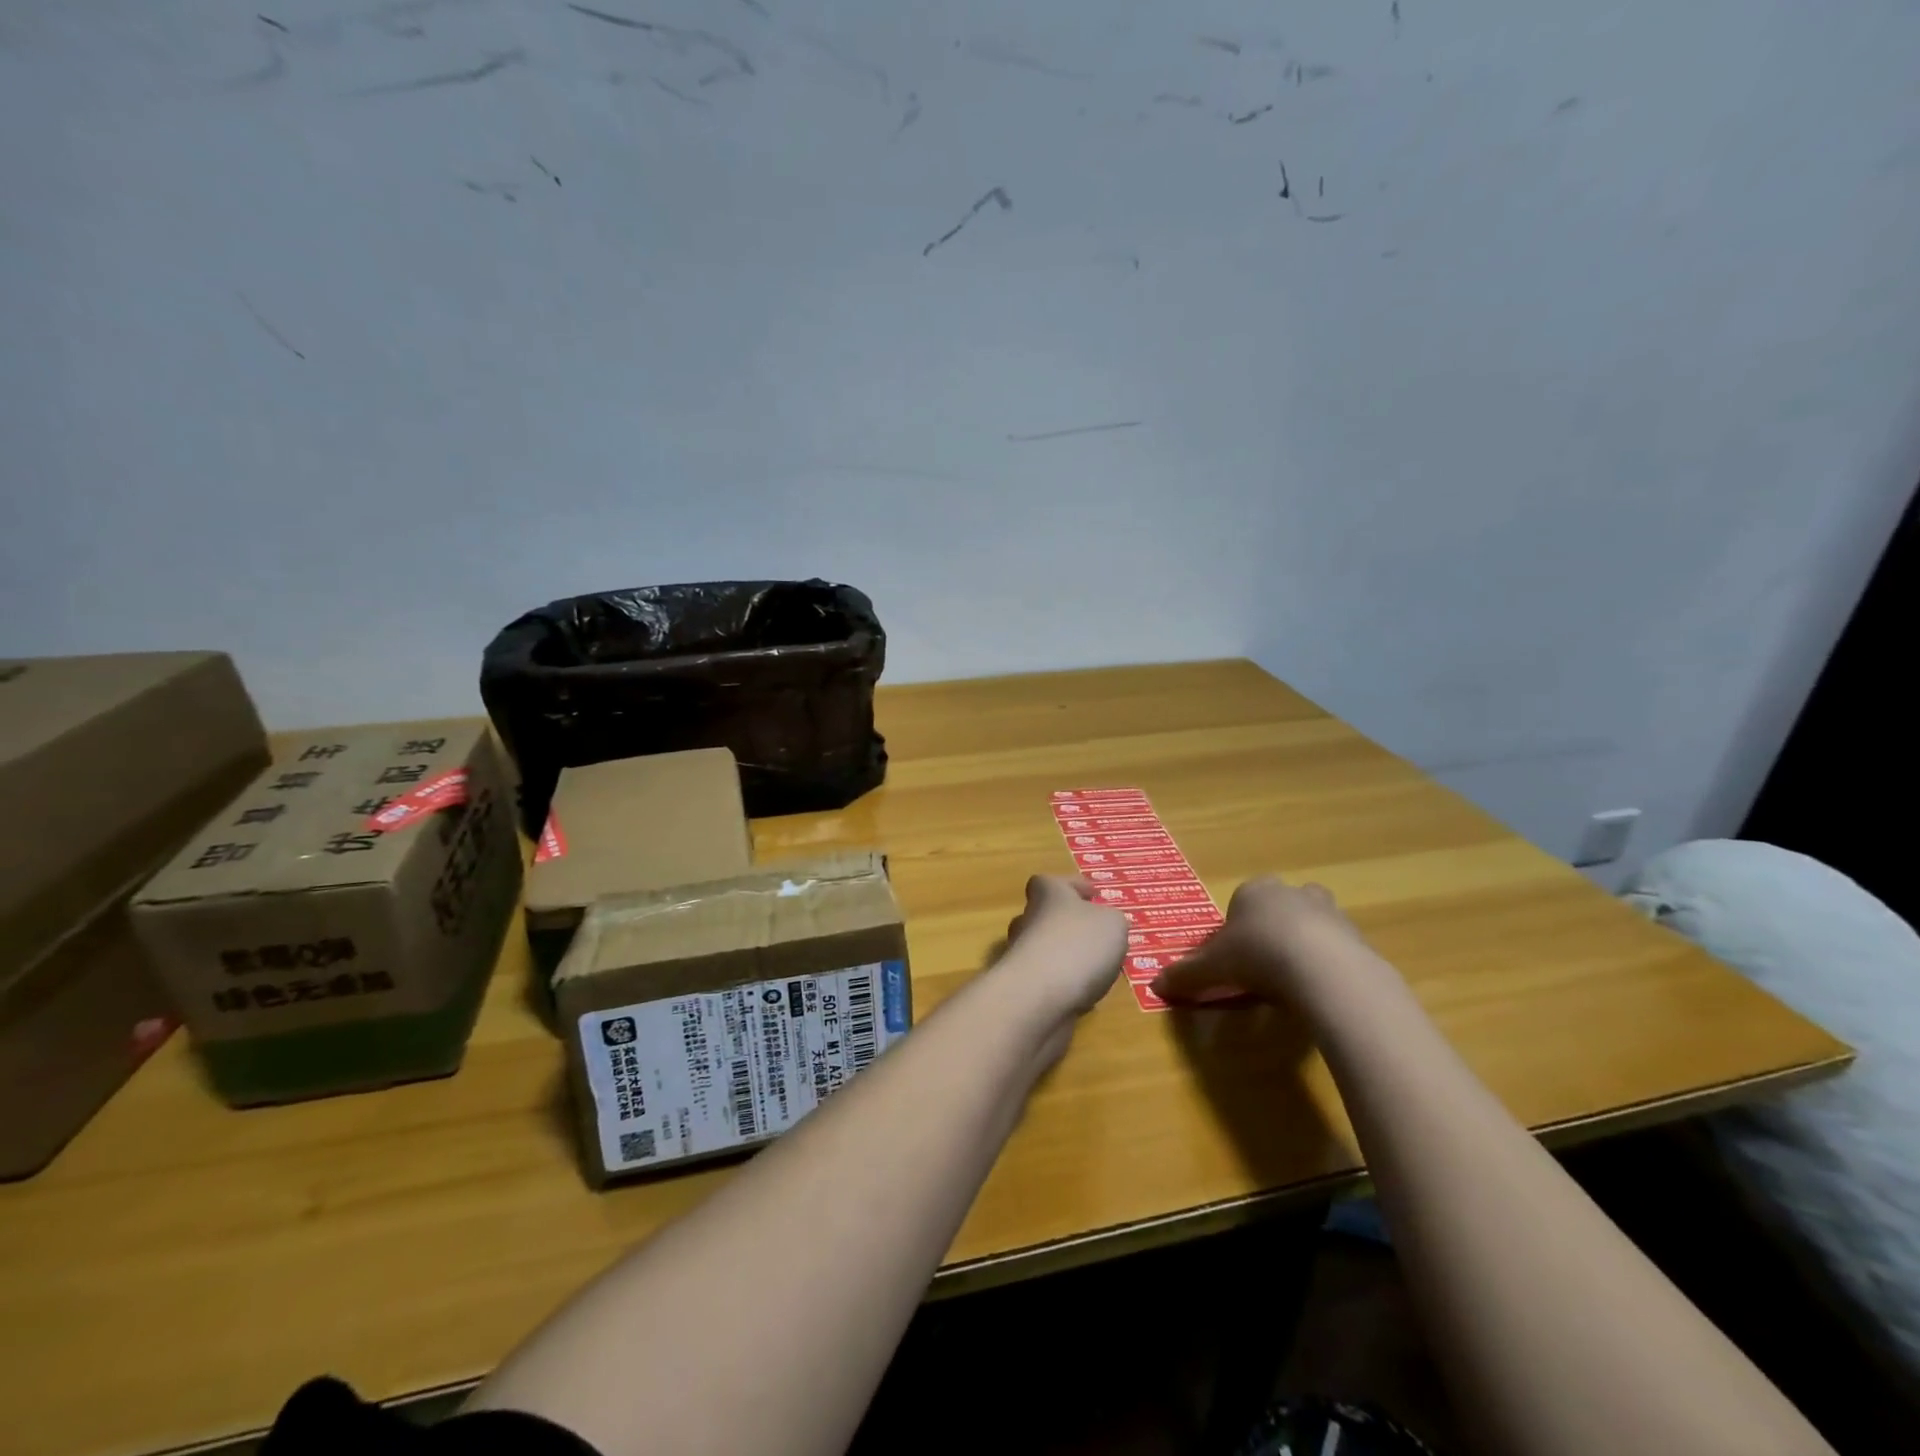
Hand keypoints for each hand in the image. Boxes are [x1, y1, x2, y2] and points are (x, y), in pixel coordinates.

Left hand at [1000, 875, 1127, 1019]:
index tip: (1093, 895)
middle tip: (1098, 937)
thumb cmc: (1078, 945)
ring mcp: (1022, 956)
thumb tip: (1103, 924)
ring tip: (1099, 971)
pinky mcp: (1023, 989)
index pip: (1050, 882)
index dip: (1072, 886)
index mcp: (1047, 894)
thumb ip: (1111, 919)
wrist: (1039, 998)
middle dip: (1070, 925)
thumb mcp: (1112, 923)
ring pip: (1047, 950)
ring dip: (1068, 958)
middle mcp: (1028, 920)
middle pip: (1046, 916)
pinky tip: (1086, 998)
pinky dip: (1065, 986)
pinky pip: (1048, 981)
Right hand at [1150, 876, 1367, 1005]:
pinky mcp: (1357, 936)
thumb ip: (1187, 975)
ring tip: (1292, 981)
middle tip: (1263, 966)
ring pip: (1311, 924)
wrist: (1324, 969)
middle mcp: (1292, 892)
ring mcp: (1329, 911)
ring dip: (1302, 945)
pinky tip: (1318, 990)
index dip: (1234, 930)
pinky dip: (1327, 964)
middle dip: (1272, 930)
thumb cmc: (1258, 955)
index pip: (1240, 902)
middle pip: (1278, 908)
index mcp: (1254, 890)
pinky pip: (1337, 948)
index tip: (1233, 959)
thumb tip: (1155, 985)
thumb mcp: (1214, 967)